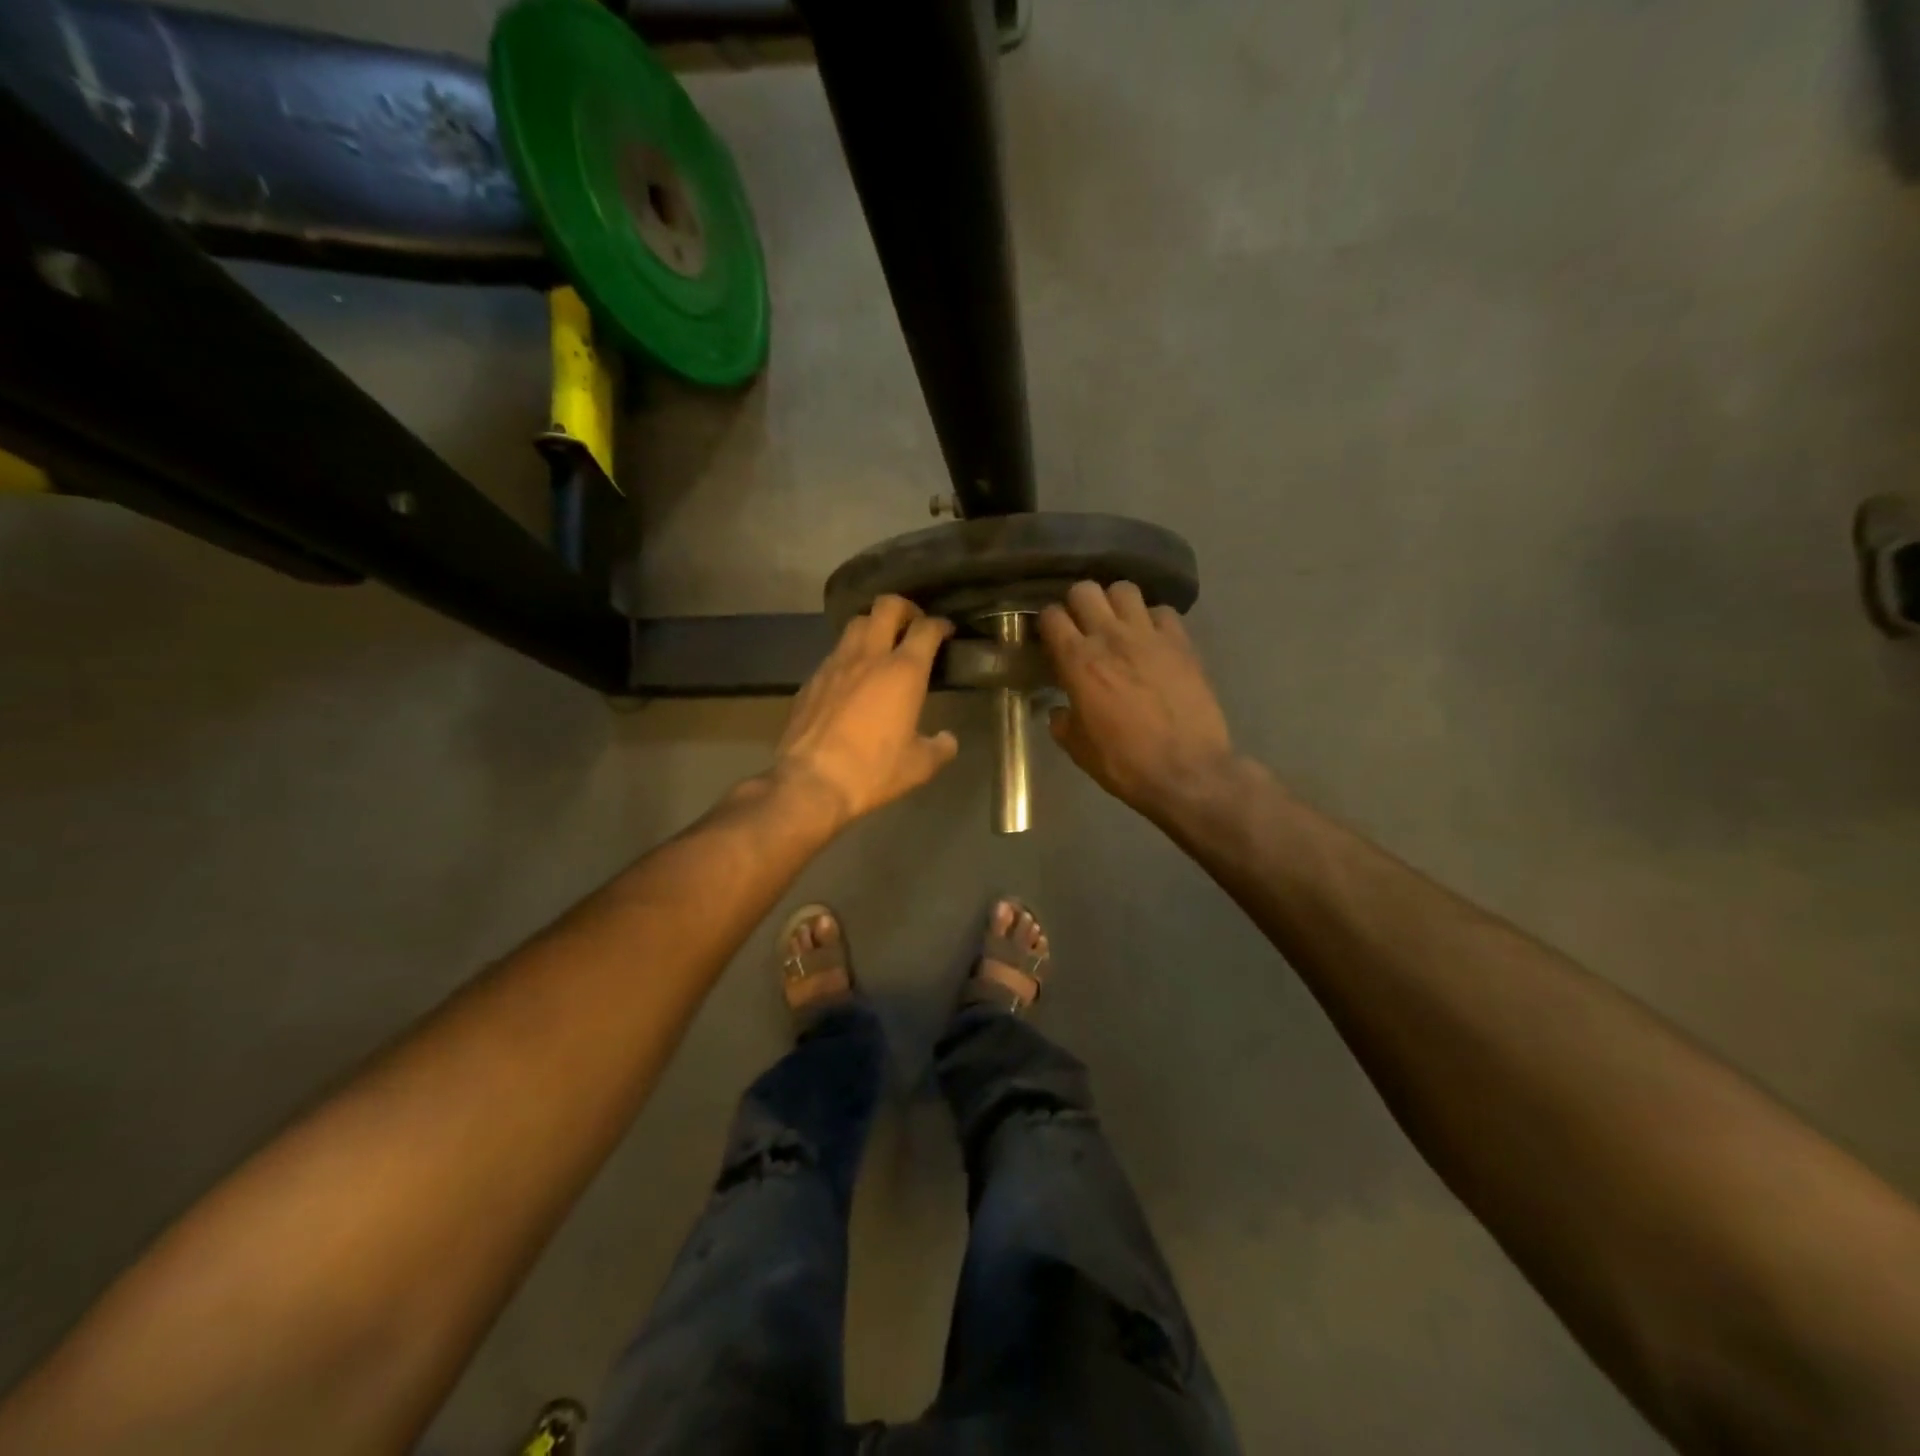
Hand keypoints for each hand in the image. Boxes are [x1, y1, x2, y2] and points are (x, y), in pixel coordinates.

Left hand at [772, 595, 958, 828]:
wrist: (811, 782)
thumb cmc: (873, 770)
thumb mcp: (918, 766)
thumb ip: (940, 748)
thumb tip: (948, 740)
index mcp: (903, 671)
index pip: (926, 628)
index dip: (940, 624)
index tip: (946, 631)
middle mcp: (869, 656)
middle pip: (886, 606)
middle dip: (904, 608)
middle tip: (913, 625)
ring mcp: (835, 664)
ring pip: (856, 624)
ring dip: (873, 626)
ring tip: (882, 645)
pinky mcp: (812, 679)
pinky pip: (835, 653)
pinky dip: (850, 655)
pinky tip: (852, 677)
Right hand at [1039, 581, 1235, 820]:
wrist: (1186, 771)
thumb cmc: (1124, 763)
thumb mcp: (1078, 749)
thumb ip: (1063, 721)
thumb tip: (1061, 710)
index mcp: (1078, 661)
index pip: (1052, 616)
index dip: (1048, 623)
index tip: (1051, 637)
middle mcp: (1111, 637)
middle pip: (1085, 590)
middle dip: (1078, 604)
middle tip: (1082, 626)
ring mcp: (1149, 635)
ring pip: (1124, 590)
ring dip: (1115, 603)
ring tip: (1118, 623)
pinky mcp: (1181, 642)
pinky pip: (1162, 611)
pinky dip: (1153, 620)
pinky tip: (1152, 639)